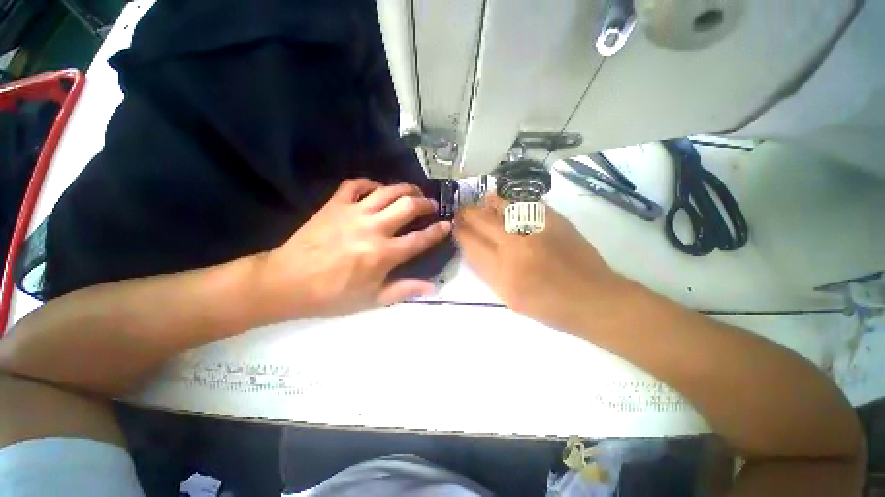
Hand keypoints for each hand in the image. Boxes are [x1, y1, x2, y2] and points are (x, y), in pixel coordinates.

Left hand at [255, 179, 450, 320]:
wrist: (288, 282)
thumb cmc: (333, 295)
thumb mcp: (371, 299)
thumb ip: (403, 290)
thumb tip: (431, 287)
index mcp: (383, 254)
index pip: (419, 239)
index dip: (437, 231)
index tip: (447, 224)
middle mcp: (373, 228)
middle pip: (408, 206)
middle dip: (425, 204)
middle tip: (431, 206)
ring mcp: (353, 213)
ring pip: (388, 191)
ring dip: (406, 189)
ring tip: (414, 192)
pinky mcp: (335, 204)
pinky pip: (356, 184)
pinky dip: (370, 184)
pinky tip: (377, 190)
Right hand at [454, 195, 630, 331]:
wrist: (594, 298)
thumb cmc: (549, 306)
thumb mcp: (509, 298)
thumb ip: (488, 271)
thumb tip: (473, 247)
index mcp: (503, 274)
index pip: (471, 244)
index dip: (460, 232)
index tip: (455, 227)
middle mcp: (516, 247)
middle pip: (481, 221)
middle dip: (466, 215)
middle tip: (461, 213)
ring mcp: (536, 230)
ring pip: (501, 207)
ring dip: (485, 204)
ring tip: (479, 205)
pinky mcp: (554, 220)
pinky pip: (523, 204)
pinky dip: (508, 201)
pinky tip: (501, 203)